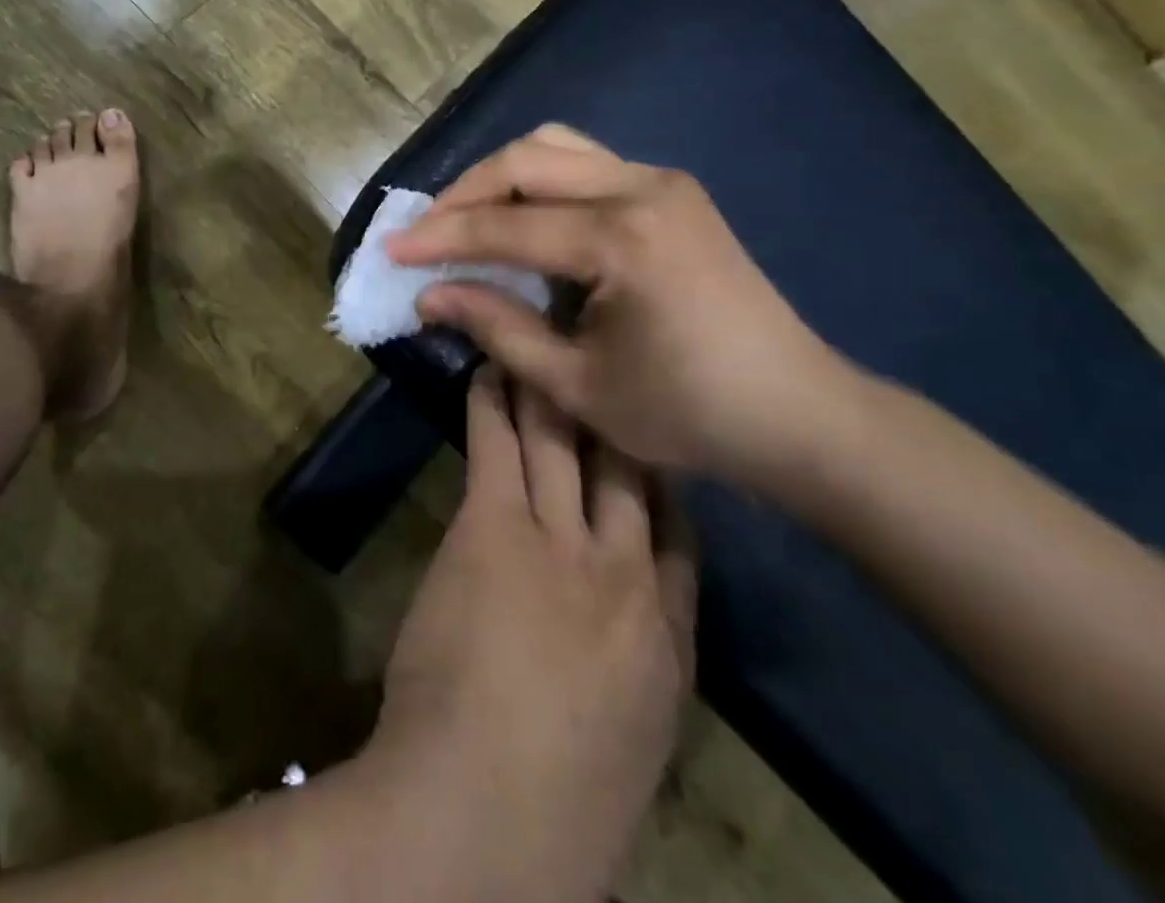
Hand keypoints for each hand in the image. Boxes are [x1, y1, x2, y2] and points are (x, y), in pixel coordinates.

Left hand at [373, 366, 695, 902]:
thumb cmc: (557, 811)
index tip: (651, 444)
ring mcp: (561, 545)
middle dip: (617, 413)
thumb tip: (624, 642)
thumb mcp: (628, 746)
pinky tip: (487, 370)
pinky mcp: (495, 529)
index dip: (664, 482)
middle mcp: (626, 577)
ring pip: (565, 442)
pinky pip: (499, 446)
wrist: (482, 822)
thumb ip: (634, 680)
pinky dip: (494, 403)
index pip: (682, 539)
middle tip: (601, 359)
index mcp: (669, 643)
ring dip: (550, 389)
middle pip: (630, 470)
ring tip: (537, 342)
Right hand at [385, 125, 855, 487]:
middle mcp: (641, 188)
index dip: (440, 237)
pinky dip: (541, 182)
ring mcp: (663, 181)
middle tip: (426, 232)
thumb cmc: (687, 412)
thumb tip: (430, 295)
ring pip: (557, 147)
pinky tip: (525, 220)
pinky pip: (587, 163)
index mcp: (621, 240)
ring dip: (503, 177)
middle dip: (465, 192)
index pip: (505, 224)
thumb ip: (498, 327)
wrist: (797, 412)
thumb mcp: (576, 384)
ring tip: (468, 219)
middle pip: (527, 159)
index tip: (391, 249)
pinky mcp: (673, 190)